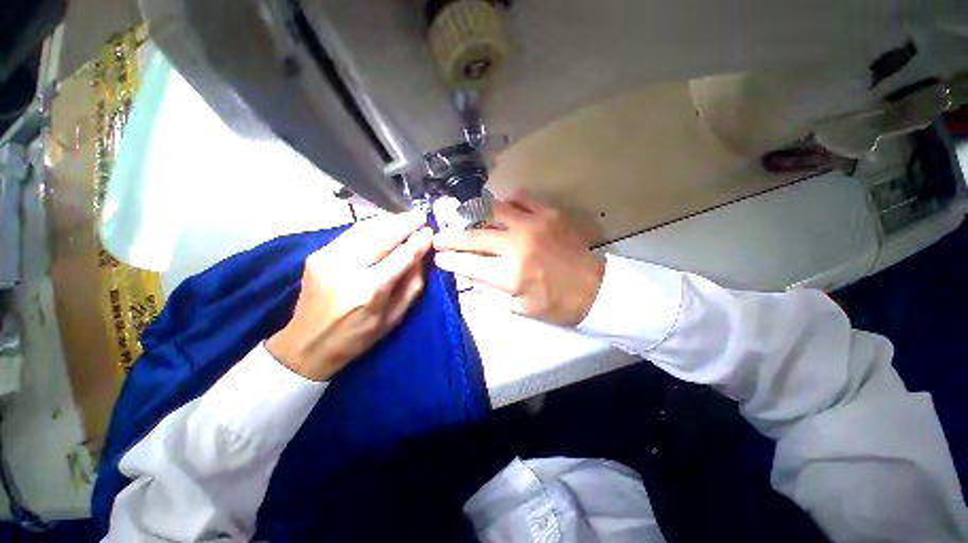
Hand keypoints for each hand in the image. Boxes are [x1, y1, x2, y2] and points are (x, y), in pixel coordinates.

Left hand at [266, 212, 432, 381]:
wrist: (307, 344)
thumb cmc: (358, 337)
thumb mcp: (394, 317)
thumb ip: (412, 284)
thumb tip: (422, 255)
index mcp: (369, 291)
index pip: (401, 256)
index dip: (418, 241)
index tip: (430, 230)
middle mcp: (346, 269)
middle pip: (382, 236)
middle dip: (405, 223)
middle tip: (421, 215)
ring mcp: (327, 258)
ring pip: (365, 228)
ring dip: (389, 220)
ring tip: (407, 217)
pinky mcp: (317, 254)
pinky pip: (351, 232)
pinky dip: (372, 225)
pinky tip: (385, 224)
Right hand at [433, 191, 604, 325]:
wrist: (593, 289)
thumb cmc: (554, 304)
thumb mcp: (517, 307)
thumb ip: (488, 288)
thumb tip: (466, 272)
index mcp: (510, 274)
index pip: (467, 262)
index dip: (448, 259)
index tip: (438, 256)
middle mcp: (517, 245)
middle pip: (473, 235)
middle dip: (450, 236)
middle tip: (439, 236)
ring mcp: (534, 224)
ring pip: (492, 210)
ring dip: (473, 215)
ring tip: (464, 219)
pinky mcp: (549, 213)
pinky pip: (521, 197)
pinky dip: (506, 201)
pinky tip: (502, 210)